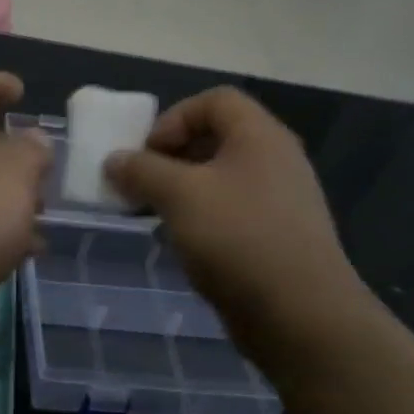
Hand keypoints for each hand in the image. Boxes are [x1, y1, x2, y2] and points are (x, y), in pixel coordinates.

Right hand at [104, 87, 376, 361]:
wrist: (300, 313)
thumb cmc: (237, 238)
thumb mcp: (179, 195)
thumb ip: (142, 171)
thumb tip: (114, 160)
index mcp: (259, 136)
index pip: (215, 101)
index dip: (174, 118)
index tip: (147, 153)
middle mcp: (275, 160)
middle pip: (217, 138)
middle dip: (172, 157)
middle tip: (143, 184)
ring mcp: (280, 200)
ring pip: (222, 179)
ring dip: (183, 191)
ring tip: (156, 216)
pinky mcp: (277, 237)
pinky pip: (232, 212)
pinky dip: (202, 218)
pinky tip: (184, 244)